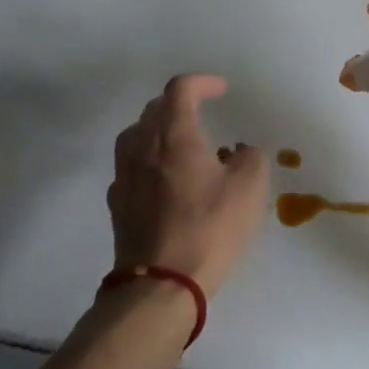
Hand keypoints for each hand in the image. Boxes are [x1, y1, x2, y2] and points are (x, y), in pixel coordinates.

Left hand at [110, 75, 268, 295]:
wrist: (160, 285)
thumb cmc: (209, 228)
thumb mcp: (250, 188)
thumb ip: (250, 158)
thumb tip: (238, 152)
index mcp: (175, 135)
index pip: (180, 89)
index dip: (202, 82)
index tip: (222, 90)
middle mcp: (143, 147)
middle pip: (154, 109)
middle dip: (179, 103)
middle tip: (202, 112)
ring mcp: (125, 176)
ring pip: (136, 135)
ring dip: (159, 130)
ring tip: (181, 143)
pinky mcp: (117, 205)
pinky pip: (131, 166)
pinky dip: (149, 160)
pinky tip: (165, 179)